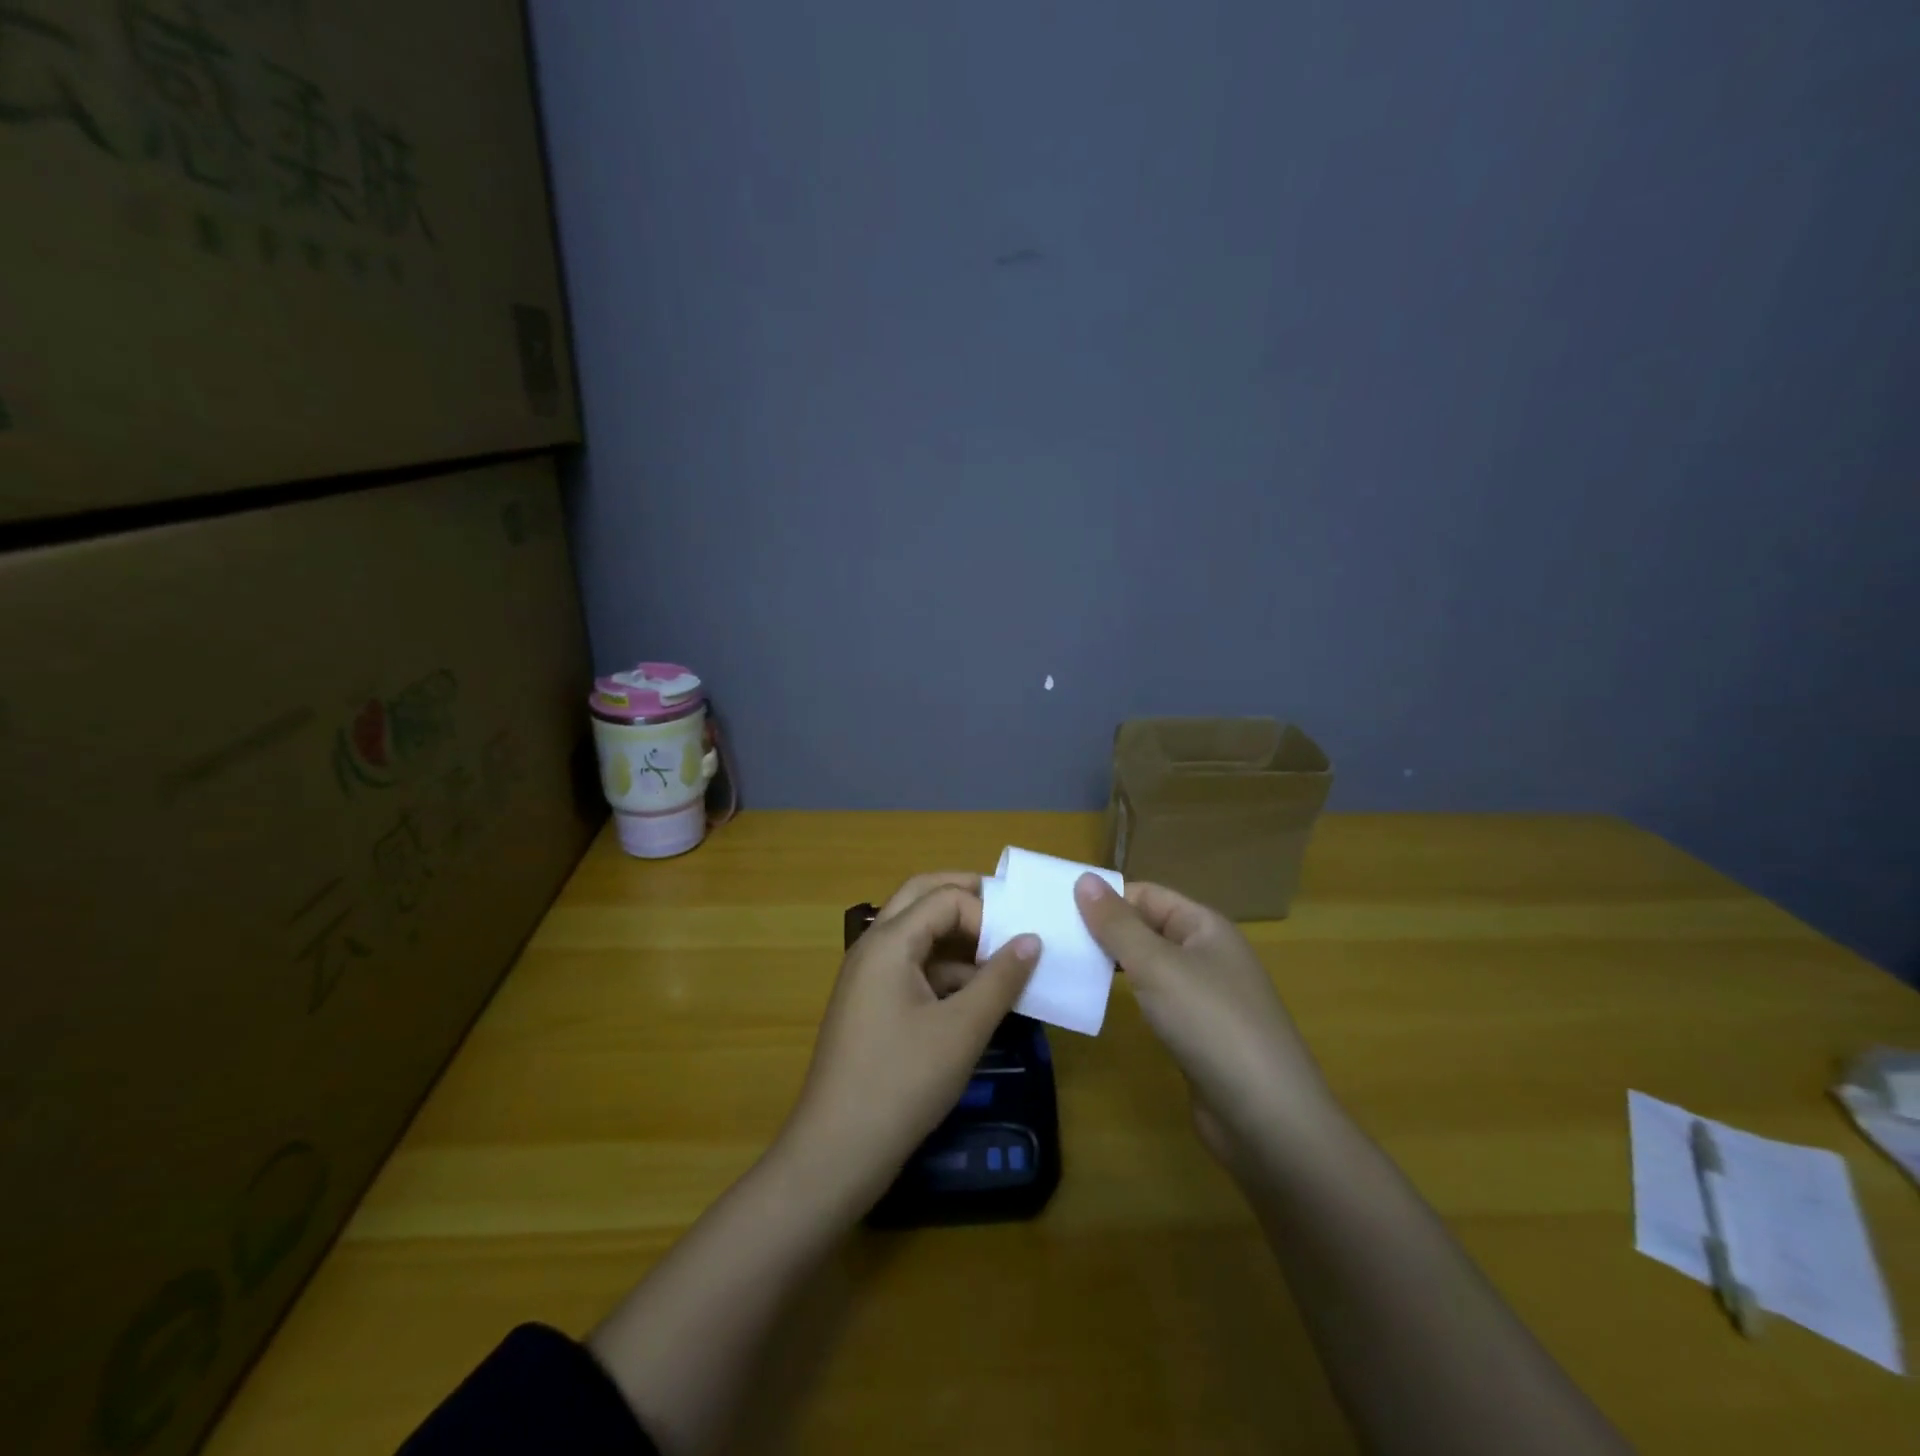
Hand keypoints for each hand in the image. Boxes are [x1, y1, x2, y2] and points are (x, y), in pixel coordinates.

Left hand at [780, 873, 1039, 1209]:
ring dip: (959, 940)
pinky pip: (912, 969)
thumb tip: (1032, 939)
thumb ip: (1000, 979)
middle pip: (922, 899)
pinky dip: (946, 972)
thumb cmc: (902, 1083)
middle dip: (967, 900)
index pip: (945, 898)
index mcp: (889, 942)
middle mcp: (873, 947)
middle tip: (1010, 913)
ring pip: (917, 935)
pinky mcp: (871, 1005)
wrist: (836, 1152)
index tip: (1018, 947)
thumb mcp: (962, 1030)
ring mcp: (868, 977)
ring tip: (1004, 963)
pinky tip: (978, 999)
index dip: (986, 915)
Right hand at [1074, 874, 1333, 1171]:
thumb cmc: (1210, 1023)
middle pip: (1147, 928)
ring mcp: (1204, 997)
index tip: (1056, 907)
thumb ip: (1117, 923)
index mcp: (1205, 926)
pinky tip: (1096, 1002)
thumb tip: (1084, 878)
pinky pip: (1154, 1000)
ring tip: (1063, 964)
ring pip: (1149, 966)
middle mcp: (1207, 954)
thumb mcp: (1157, 965)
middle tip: (1051, 935)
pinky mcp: (1196, 1034)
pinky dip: (1126, 997)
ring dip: (1111, 963)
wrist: (1267, 1118)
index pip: (1147, 894)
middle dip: (1104, 930)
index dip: (1106, 897)